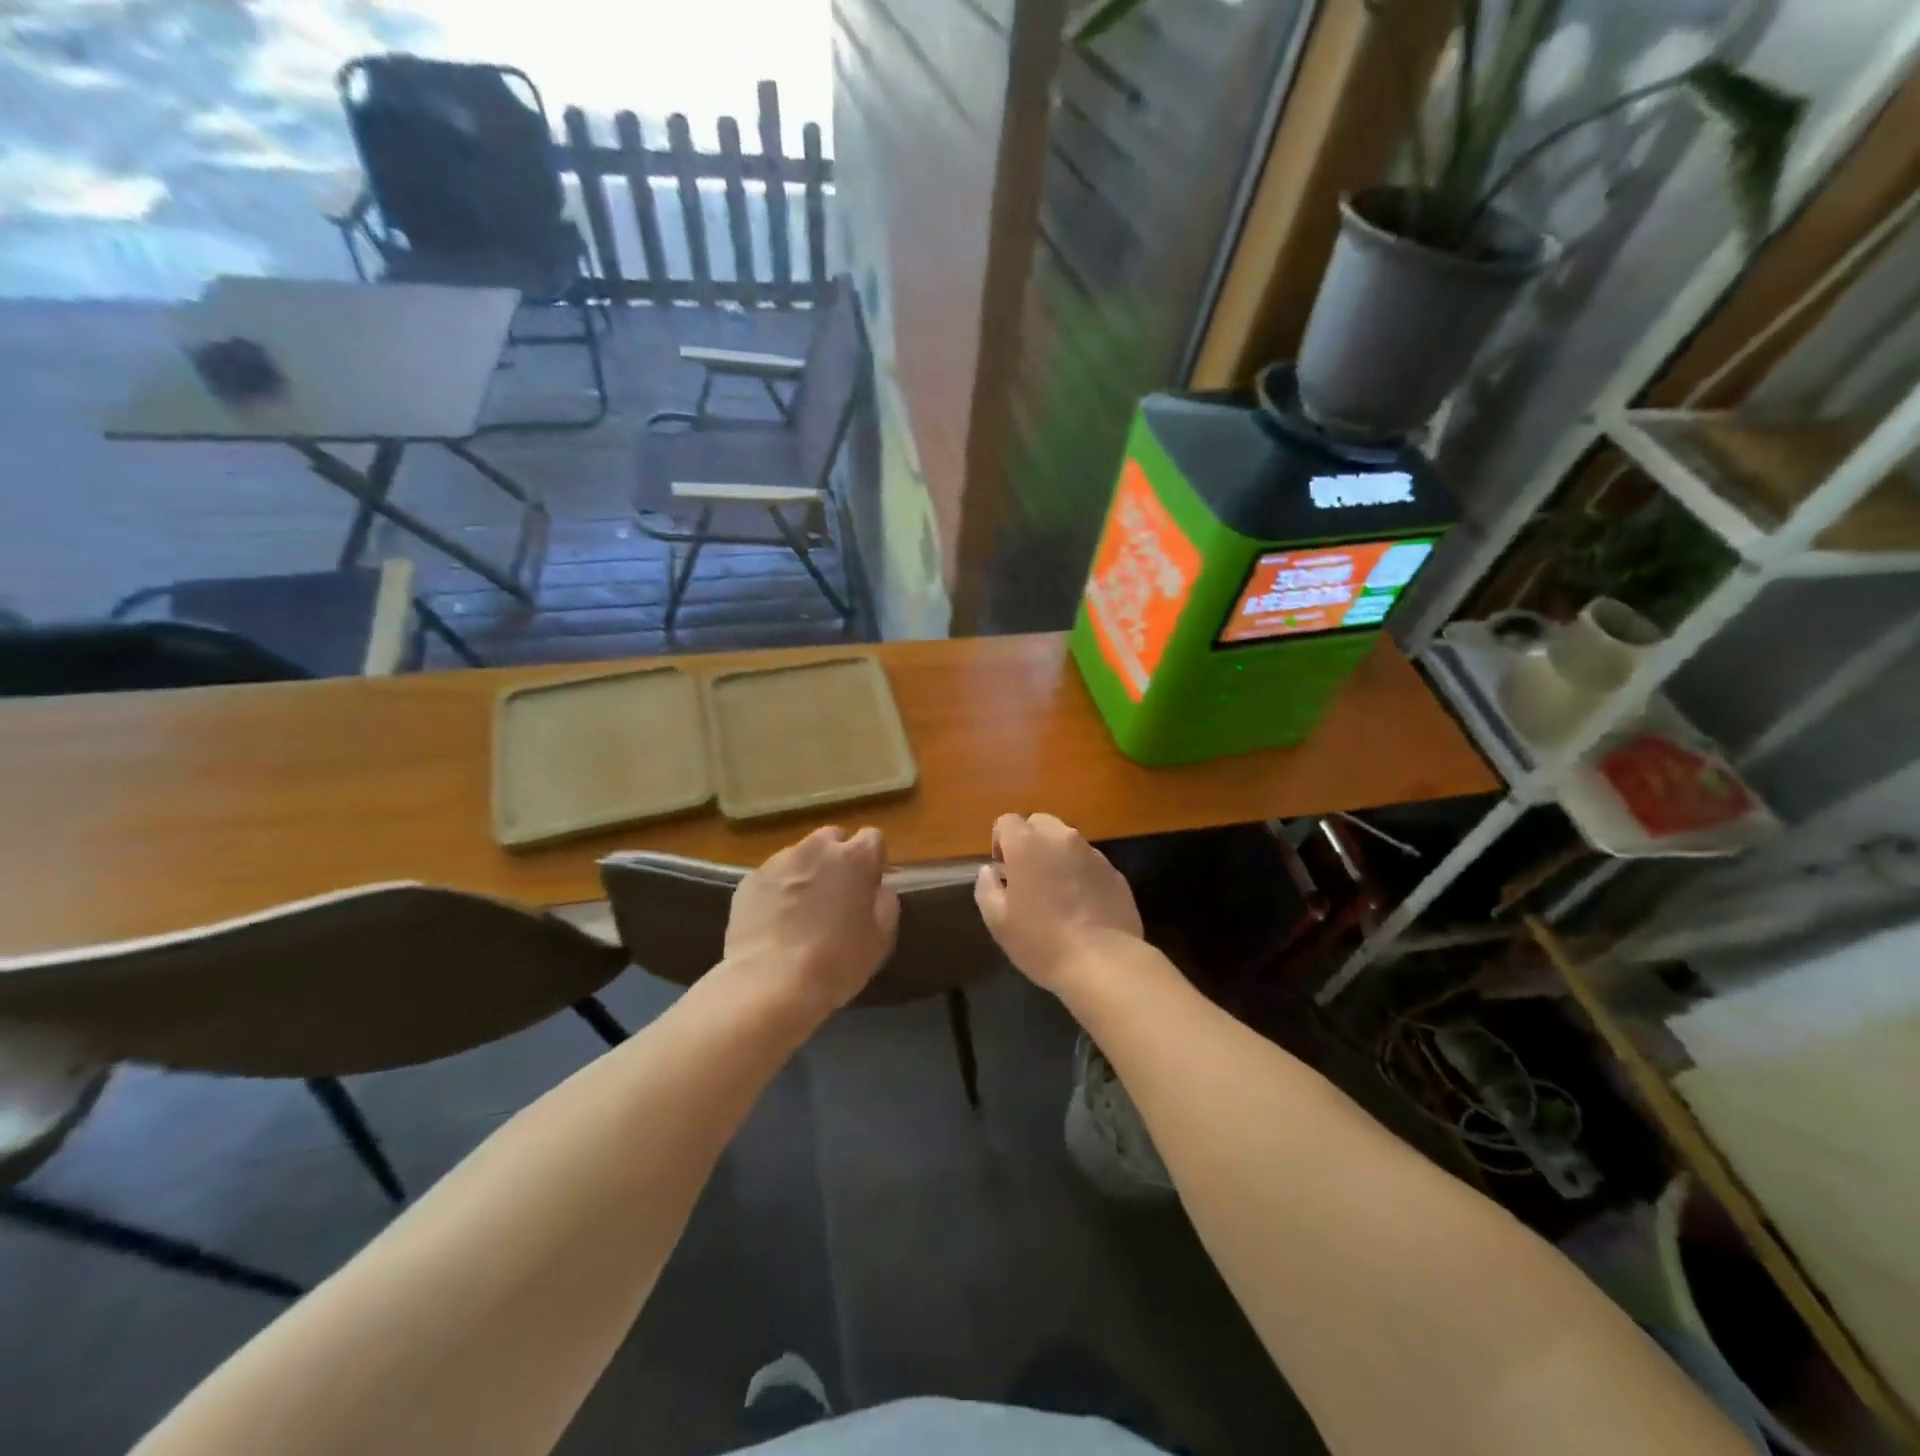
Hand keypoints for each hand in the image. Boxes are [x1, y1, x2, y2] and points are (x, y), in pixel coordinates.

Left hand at [724, 826, 899, 1017]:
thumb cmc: (835, 962)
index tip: (868, 886)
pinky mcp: (750, 879)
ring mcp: (779, 861)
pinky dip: (778, 890)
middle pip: (833, 839)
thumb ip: (885, 904)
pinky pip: (773, 876)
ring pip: (800, 856)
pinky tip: (776, 922)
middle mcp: (816, 848)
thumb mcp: (879, 939)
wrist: (769, 984)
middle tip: (835, 895)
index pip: (872, 838)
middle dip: (837, 859)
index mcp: (855, 857)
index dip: (872, 861)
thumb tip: (879, 889)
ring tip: (801, 911)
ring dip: (806, 873)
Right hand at [974, 813, 1143, 991]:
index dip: (1000, 842)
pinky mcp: (1115, 872)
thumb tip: (989, 871)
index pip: (1007, 821)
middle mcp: (1061, 838)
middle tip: (1028, 876)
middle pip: (1040, 824)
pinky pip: (1090, 863)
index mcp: (1027, 844)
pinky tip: (1082, 906)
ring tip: (1057, 893)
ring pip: (1067, 842)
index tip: (1003, 870)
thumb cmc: (1041, 941)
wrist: (1103, 962)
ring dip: (1057, 856)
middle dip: (1030, 842)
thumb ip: (987, 888)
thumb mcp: (998, 922)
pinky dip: (1081, 874)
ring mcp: (1092, 853)